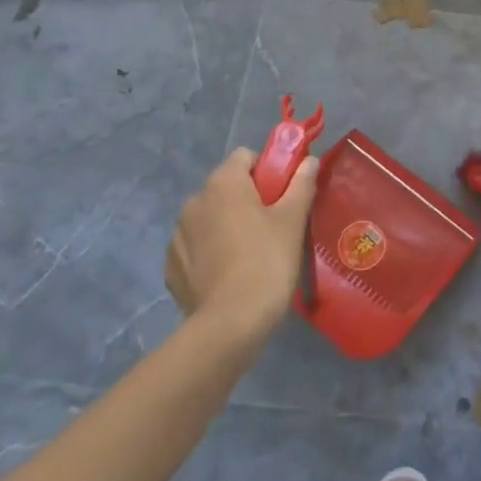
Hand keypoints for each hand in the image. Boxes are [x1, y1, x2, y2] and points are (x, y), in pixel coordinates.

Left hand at [164, 147, 317, 333]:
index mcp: (223, 183)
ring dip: (226, 224)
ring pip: (209, 217)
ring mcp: (177, 235)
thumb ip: (302, 183)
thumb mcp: (293, 219)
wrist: (230, 324)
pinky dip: (210, 251)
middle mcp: (194, 201)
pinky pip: (195, 246)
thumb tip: (309, 160)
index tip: (283, 194)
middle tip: (272, 224)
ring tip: (250, 253)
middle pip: (226, 186)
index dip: (267, 169)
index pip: (245, 156)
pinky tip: (229, 273)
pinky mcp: (171, 267)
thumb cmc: (267, 260)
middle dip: (247, 198)